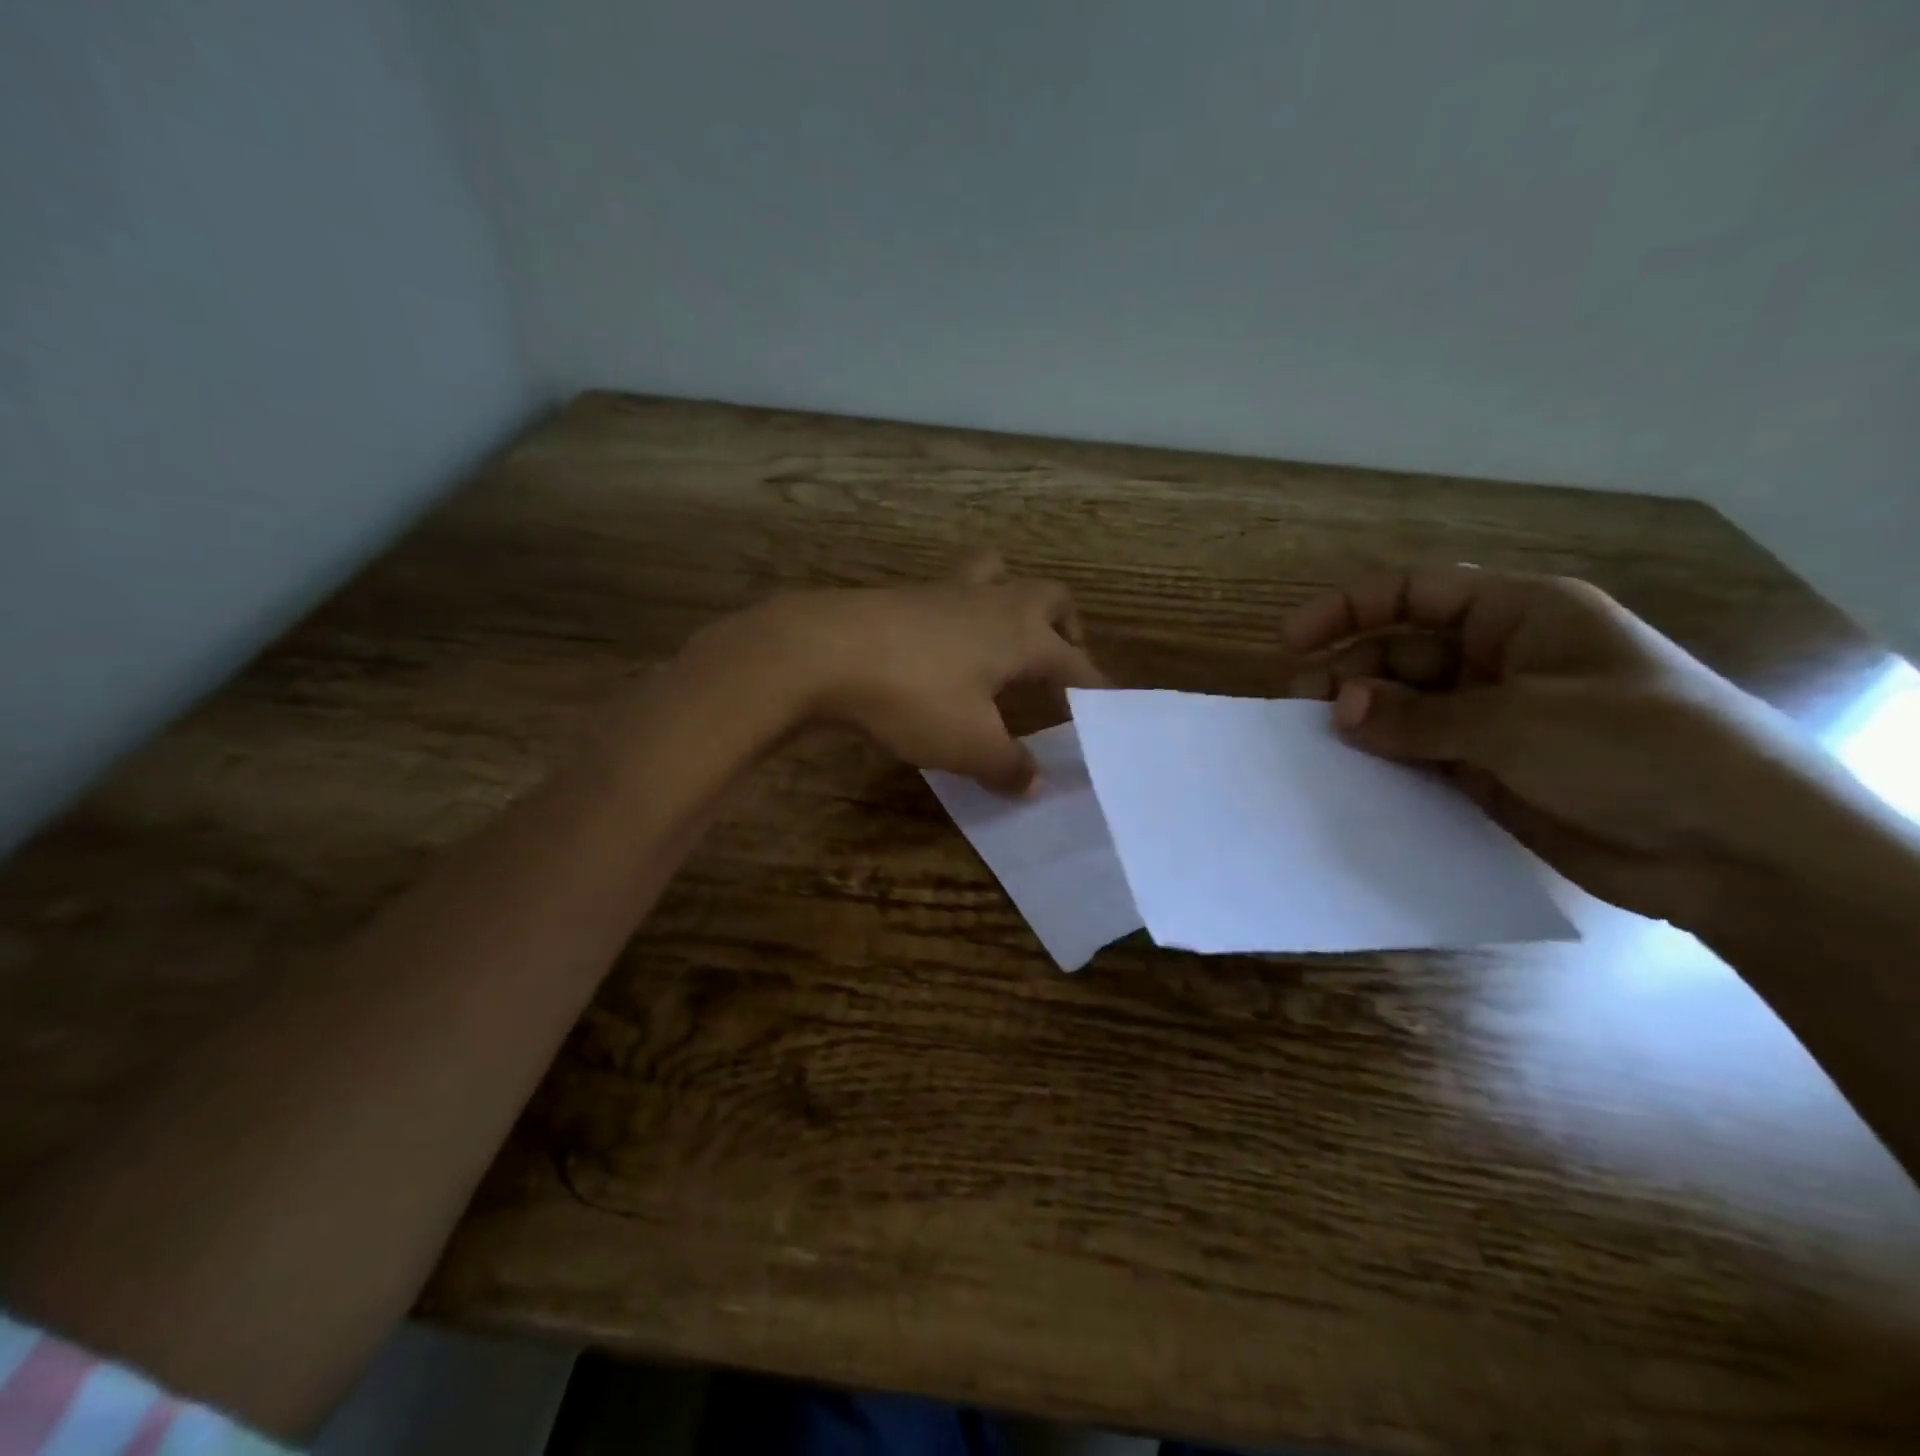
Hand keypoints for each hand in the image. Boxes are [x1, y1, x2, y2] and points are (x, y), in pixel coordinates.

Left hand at [721, 554, 1103, 793]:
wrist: (821, 651)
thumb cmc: (913, 697)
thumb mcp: (968, 745)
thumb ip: (1008, 765)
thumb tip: (1035, 782)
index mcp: (1022, 635)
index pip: (1075, 662)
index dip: (1094, 687)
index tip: (1104, 709)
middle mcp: (993, 602)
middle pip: (1049, 595)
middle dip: (1065, 625)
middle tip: (1059, 660)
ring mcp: (944, 592)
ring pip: (996, 576)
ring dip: (1012, 601)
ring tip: (1005, 640)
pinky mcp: (902, 595)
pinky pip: (950, 594)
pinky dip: (962, 614)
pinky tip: (943, 648)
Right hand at [1282, 566, 1849, 927]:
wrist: (1734, 851)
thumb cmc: (1636, 750)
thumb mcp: (1518, 722)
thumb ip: (1417, 717)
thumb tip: (1338, 709)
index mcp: (1520, 616)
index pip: (1416, 592)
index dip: (1349, 608)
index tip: (1292, 643)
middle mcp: (1500, 659)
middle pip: (1401, 651)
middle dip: (1349, 673)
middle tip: (1299, 710)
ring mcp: (1494, 718)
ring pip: (1405, 706)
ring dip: (1361, 720)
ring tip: (1315, 745)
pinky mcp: (1488, 770)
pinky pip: (1419, 754)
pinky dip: (1384, 761)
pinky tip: (1349, 775)